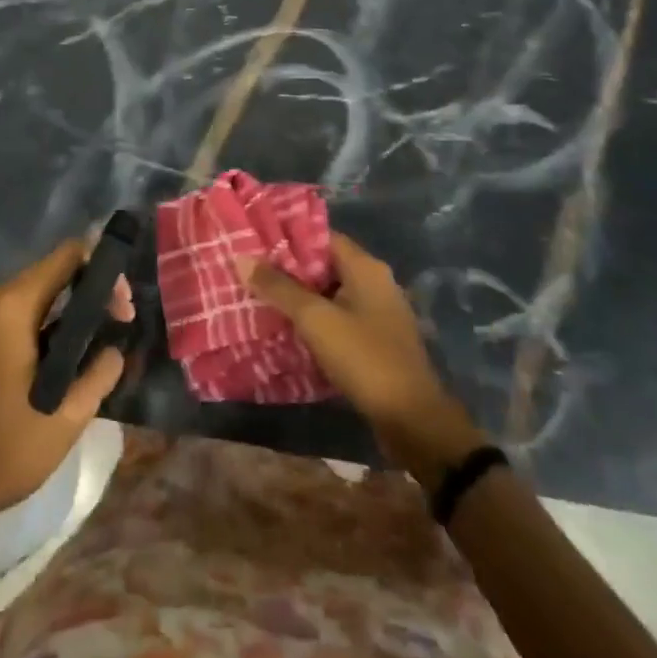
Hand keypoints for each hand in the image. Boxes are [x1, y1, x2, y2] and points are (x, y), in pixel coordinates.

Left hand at [0, 239, 130, 527]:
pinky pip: (23, 308)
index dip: (102, 269)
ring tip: (104, 333)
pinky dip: (51, 317)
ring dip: (72, 303)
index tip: (124, 304)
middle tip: (121, 319)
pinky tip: (72, 346)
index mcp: (13, 307)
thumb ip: (100, 373)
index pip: (67, 255)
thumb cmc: (7, 450)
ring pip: (39, 289)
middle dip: (91, 287)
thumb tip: (116, 348)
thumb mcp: (67, 417)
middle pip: (53, 269)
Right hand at [246, 232, 483, 480]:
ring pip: (329, 294)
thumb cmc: (365, 358)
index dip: (287, 237)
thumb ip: (279, 288)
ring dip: (299, 298)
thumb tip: (243, 258)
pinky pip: (338, 320)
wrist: (413, 421)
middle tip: (250, 272)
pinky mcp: (376, 342)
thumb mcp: (315, 319)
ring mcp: (378, 314)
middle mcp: (375, 283)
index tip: (255, 242)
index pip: (321, 236)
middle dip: (288, 269)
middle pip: (324, 265)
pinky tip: (287, 331)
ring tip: (260, 299)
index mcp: (365, 267)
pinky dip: (315, 322)